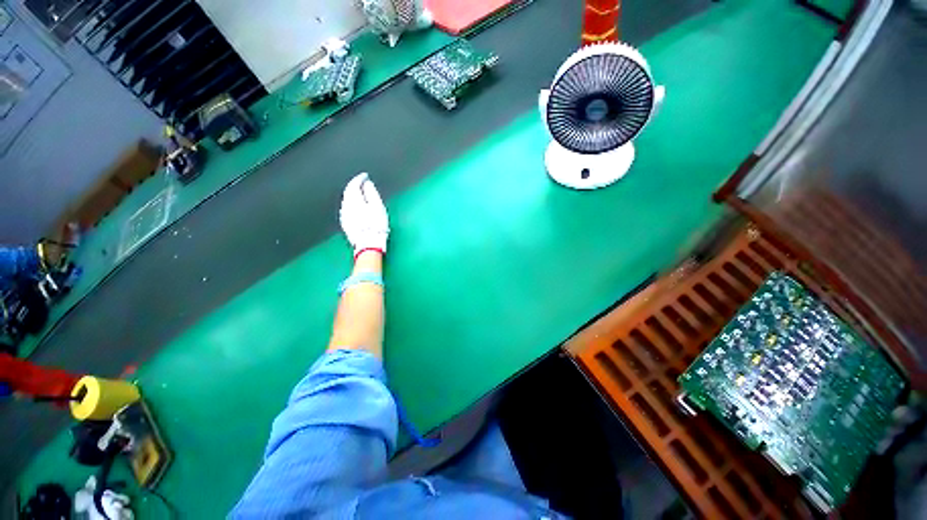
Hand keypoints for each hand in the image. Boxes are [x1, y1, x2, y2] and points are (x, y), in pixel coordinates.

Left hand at [339, 173, 388, 257]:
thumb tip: (366, 183)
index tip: (365, 176)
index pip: (353, 184)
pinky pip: (347, 209)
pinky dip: (351, 204)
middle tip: (362, 183)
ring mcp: (344, 216)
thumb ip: (371, 192)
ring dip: (352, 195)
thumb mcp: (377, 206)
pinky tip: (357, 207)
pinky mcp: (346, 224)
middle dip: (354, 186)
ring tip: (361, 194)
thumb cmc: (376, 225)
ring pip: (346, 201)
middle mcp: (345, 206)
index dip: (359, 178)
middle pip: (348, 192)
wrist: (369, 244)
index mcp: (354, 200)